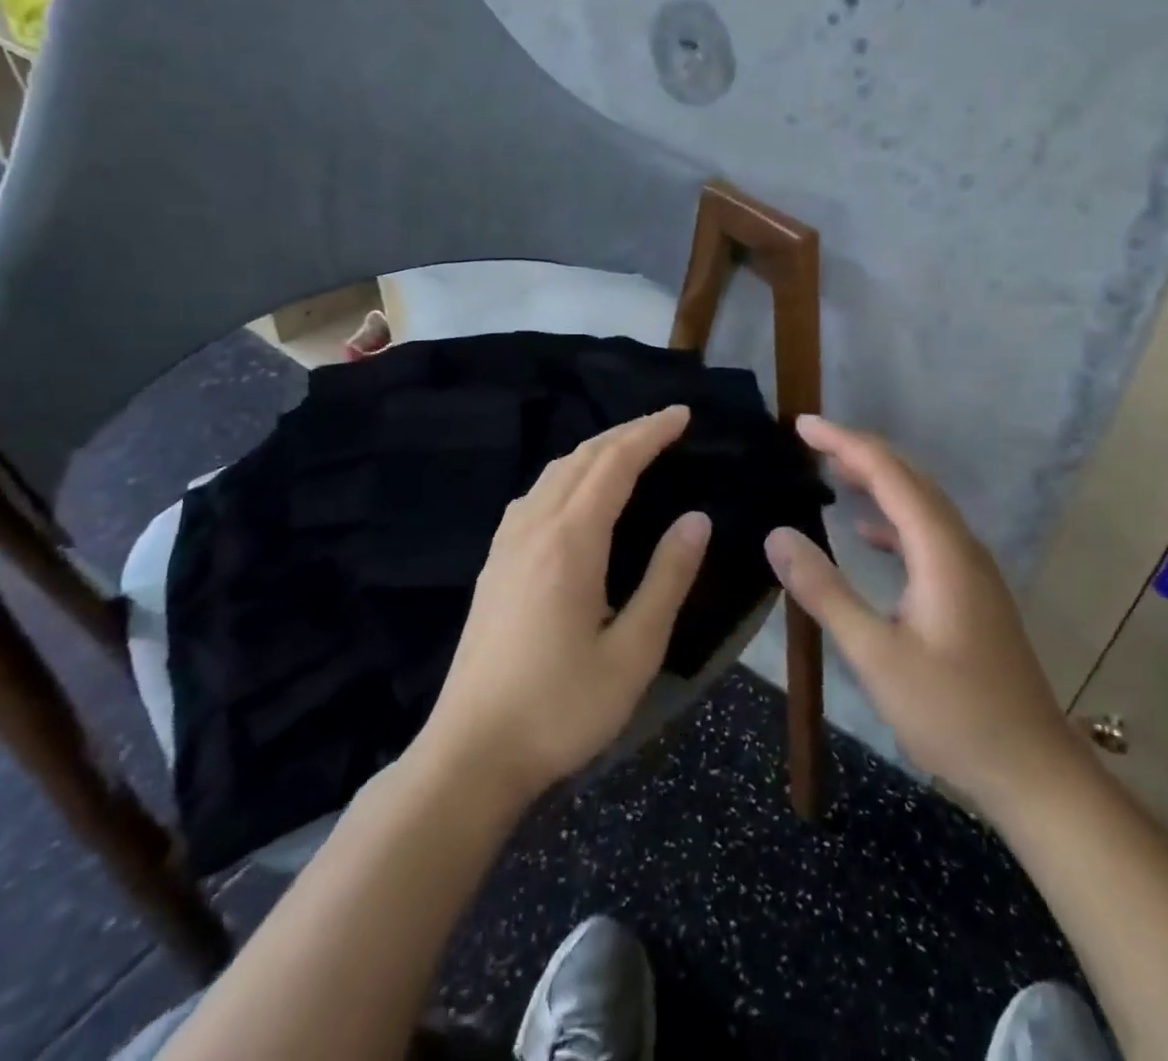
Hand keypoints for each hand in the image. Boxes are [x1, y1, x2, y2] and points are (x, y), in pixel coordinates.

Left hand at [415, 405, 711, 803]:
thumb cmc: (561, 707)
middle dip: (626, 432)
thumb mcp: (633, 652)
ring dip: (594, 450)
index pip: (614, 464)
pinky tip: (576, 493)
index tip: (682, 414)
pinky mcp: (494, 563)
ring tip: (629, 449)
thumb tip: (696, 518)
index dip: (650, 433)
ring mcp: (506, 543)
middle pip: (581, 457)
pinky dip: (567, 473)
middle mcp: (533, 527)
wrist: (471, 753)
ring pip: (553, 472)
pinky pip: (534, 494)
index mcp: (570, 541)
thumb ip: (667, 579)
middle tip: (666, 424)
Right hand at [766, 415, 1079, 810]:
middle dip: (859, 452)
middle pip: (908, 479)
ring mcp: (971, 569)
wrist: (1032, 770)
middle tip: (809, 441)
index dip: (844, 442)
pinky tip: (868, 536)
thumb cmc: (952, 713)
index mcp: (940, 550)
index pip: (889, 473)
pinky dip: (892, 520)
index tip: (802, 425)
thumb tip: (778, 534)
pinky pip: (927, 535)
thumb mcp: (876, 655)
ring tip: (832, 472)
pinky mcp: (971, 592)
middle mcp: (960, 546)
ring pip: (920, 504)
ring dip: (877, 481)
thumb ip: (826, 591)